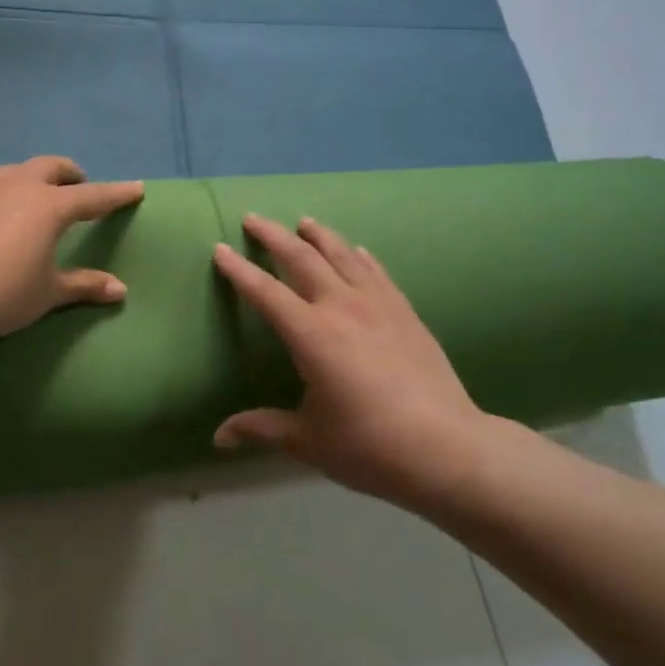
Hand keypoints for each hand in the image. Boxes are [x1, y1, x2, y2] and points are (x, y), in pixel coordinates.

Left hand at [0, 156, 145, 343]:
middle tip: (77, 184)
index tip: (136, 188)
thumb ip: (84, 285)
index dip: (116, 194)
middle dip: (69, 173)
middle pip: (50, 167)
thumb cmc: (1, 293)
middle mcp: (18, 186)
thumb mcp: (47, 293)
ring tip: (29, 193)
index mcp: (50, 207)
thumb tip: (121, 290)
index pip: (93, 197)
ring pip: (12, 170)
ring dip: (28, 178)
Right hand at [212, 215, 488, 508]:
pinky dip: (361, 256)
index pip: (265, 292)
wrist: (446, 447)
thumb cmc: (368, 446)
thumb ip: (262, 428)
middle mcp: (341, 307)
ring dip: (319, 235)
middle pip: (302, 258)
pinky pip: (377, 272)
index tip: (220, 249)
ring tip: (304, 222)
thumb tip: (218, 437)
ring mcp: (378, 305)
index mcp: (310, 334)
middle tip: (253, 218)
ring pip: (342, 256)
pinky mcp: (406, 312)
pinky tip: (357, 250)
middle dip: (274, 236)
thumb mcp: (308, 441)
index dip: (239, 270)